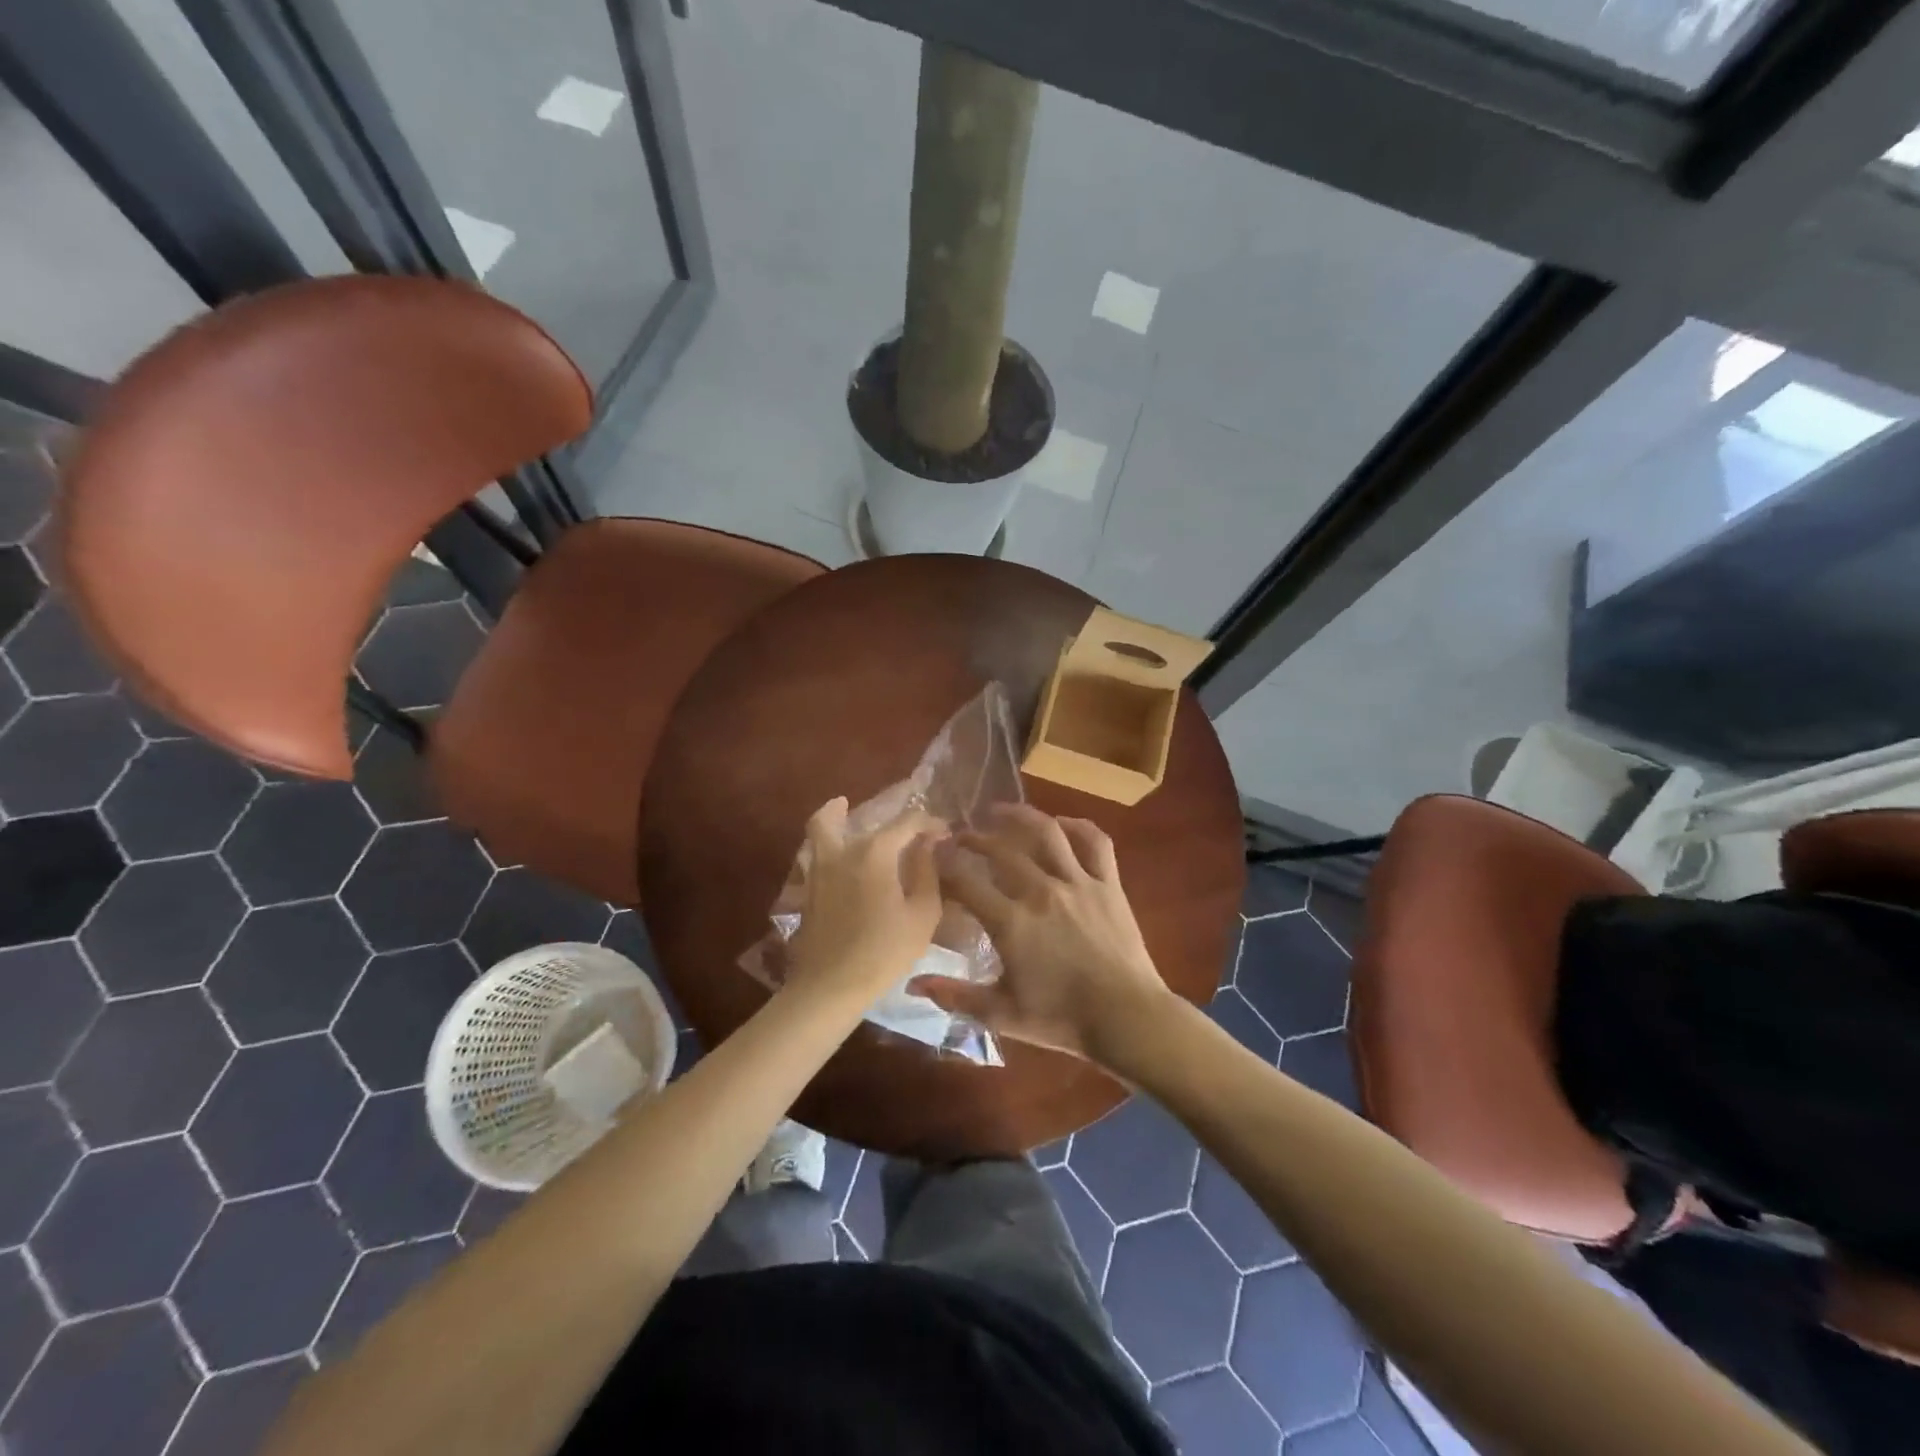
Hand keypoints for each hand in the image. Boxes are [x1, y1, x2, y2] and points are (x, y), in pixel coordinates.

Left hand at [784, 798, 945, 1004]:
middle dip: (878, 813)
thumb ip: (927, 872)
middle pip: (845, 814)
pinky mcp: (808, 889)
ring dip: (834, 816)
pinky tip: (843, 858)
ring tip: (845, 811)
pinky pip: (815, 852)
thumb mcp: (922, 914)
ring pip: (820, 829)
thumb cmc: (884, 951)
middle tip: (895, 822)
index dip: (929, 822)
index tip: (945, 833)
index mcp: (874, 852)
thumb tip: (928, 845)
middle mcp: (841, 851)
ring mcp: (818, 869)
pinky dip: (827, 843)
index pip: (906, 822)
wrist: (831, 986)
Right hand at [913, 804, 1172, 1061]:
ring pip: (1046, 832)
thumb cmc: (1062, 1020)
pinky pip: (1095, 842)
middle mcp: (1041, 891)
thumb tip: (913, 984)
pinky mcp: (1109, 884)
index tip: (932, 856)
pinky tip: (1060, 824)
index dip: (944, 864)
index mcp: (1011, 922)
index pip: (965, 881)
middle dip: (974, 838)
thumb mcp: (1001, 1015)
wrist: (1127, 1019)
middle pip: (1000, 850)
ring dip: (1019, 816)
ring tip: (999, 810)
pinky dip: (1077, 826)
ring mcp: (1078, 883)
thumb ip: (955, 996)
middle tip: (960, 836)